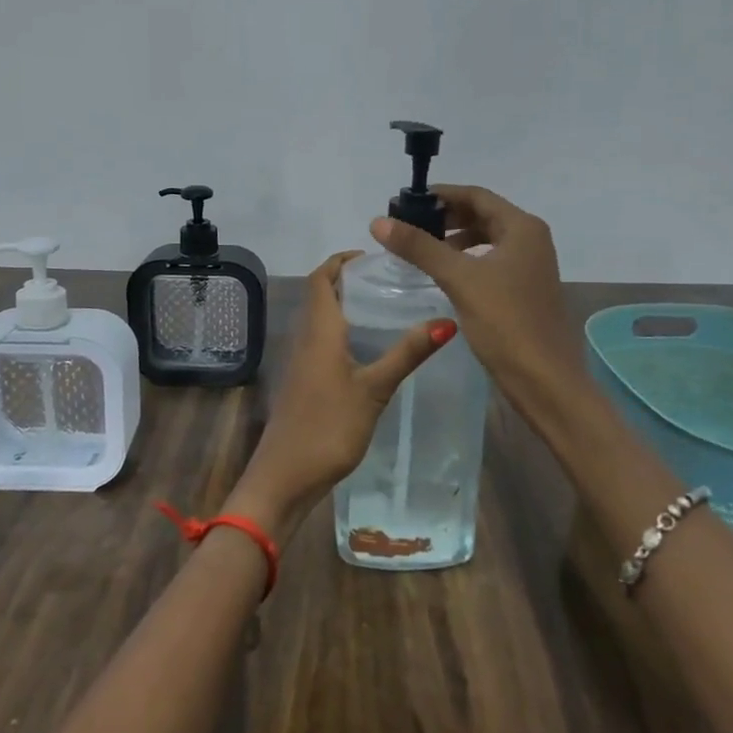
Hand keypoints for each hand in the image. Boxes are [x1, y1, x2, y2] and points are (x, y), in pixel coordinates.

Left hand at [224, 251, 454, 539]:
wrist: (285, 476)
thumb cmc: (328, 426)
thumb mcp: (374, 389)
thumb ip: (407, 354)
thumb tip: (447, 320)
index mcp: (319, 330)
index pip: (321, 278)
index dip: (341, 260)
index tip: (373, 256)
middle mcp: (306, 338)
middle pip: (321, 295)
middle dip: (348, 280)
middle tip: (389, 279)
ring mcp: (302, 362)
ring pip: (321, 320)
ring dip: (345, 306)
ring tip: (386, 306)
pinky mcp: (304, 383)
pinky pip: (322, 342)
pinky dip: (343, 332)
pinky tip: (370, 348)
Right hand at [370, 186, 586, 420]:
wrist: (545, 380)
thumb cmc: (506, 322)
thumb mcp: (459, 279)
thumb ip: (419, 247)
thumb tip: (378, 222)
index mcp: (522, 228)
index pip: (476, 195)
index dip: (441, 195)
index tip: (406, 202)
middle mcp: (531, 240)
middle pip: (482, 215)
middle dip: (446, 217)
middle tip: (409, 226)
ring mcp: (530, 266)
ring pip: (486, 240)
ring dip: (454, 240)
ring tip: (421, 249)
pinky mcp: (525, 290)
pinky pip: (490, 262)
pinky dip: (466, 261)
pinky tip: (444, 275)